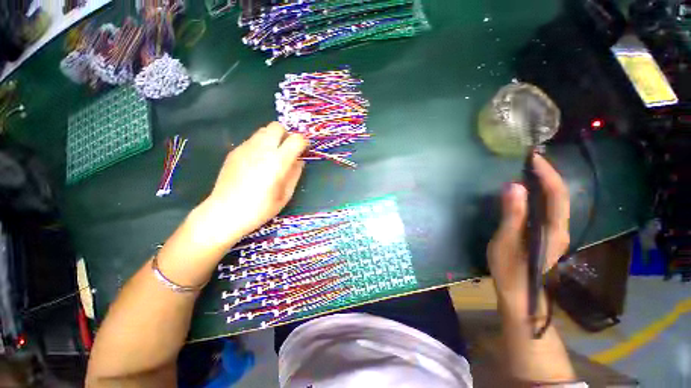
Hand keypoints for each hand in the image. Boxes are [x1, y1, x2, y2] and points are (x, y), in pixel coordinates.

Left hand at [194, 122, 308, 248]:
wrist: (225, 212)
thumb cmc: (260, 208)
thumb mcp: (285, 194)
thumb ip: (295, 173)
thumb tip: (299, 160)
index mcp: (277, 161)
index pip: (296, 139)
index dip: (303, 143)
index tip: (303, 151)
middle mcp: (261, 149)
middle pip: (277, 127)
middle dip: (286, 135)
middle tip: (287, 151)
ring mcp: (245, 148)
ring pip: (263, 130)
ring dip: (273, 139)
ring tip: (272, 156)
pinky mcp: (234, 151)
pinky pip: (252, 140)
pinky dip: (260, 145)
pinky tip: (257, 162)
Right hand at [487, 154, 569, 316]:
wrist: (518, 293)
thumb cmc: (510, 268)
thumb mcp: (506, 241)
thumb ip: (512, 214)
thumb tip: (514, 186)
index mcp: (554, 230)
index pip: (556, 195)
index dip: (547, 174)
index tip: (533, 157)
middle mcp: (560, 228)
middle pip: (559, 196)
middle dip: (547, 174)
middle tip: (530, 160)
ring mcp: (555, 232)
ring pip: (554, 202)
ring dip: (544, 183)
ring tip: (528, 169)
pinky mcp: (546, 234)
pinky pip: (546, 208)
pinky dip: (539, 194)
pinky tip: (527, 190)